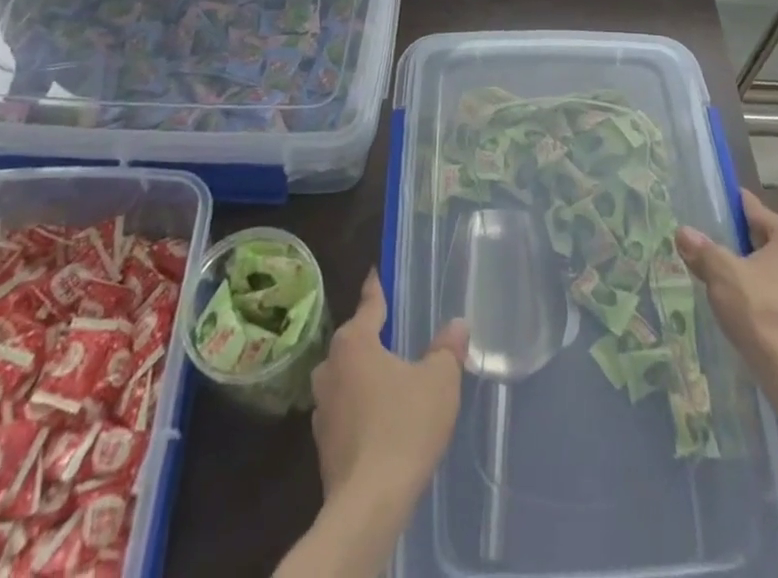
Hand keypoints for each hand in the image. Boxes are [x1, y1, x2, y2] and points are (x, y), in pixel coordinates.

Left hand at [310, 272, 467, 510]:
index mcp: (354, 342)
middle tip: (395, 334)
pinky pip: (343, 411)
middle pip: (353, 340)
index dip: (376, 287)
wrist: (368, 506)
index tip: (375, 272)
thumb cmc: (404, 427)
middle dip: (372, 337)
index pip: (369, 303)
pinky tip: (379, 421)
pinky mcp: (322, 445)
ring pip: (345, 378)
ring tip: (389, 379)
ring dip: (363, 376)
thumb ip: (447, 349)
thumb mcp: (439, 381)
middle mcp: (330, 367)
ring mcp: (321, 408)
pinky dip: (359, 408)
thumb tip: (456, 325)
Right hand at [675, 189, 777, 389]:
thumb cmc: (761, 309)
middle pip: (769, 239)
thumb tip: (683, 233)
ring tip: (729, 280)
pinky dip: (771, 294)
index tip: (710, 211)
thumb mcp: (722, 273)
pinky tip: (750, 306)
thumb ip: (702, 249)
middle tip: (715, 251)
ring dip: (759, 271)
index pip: (755, 210)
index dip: (730, 210)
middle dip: (744, 244)